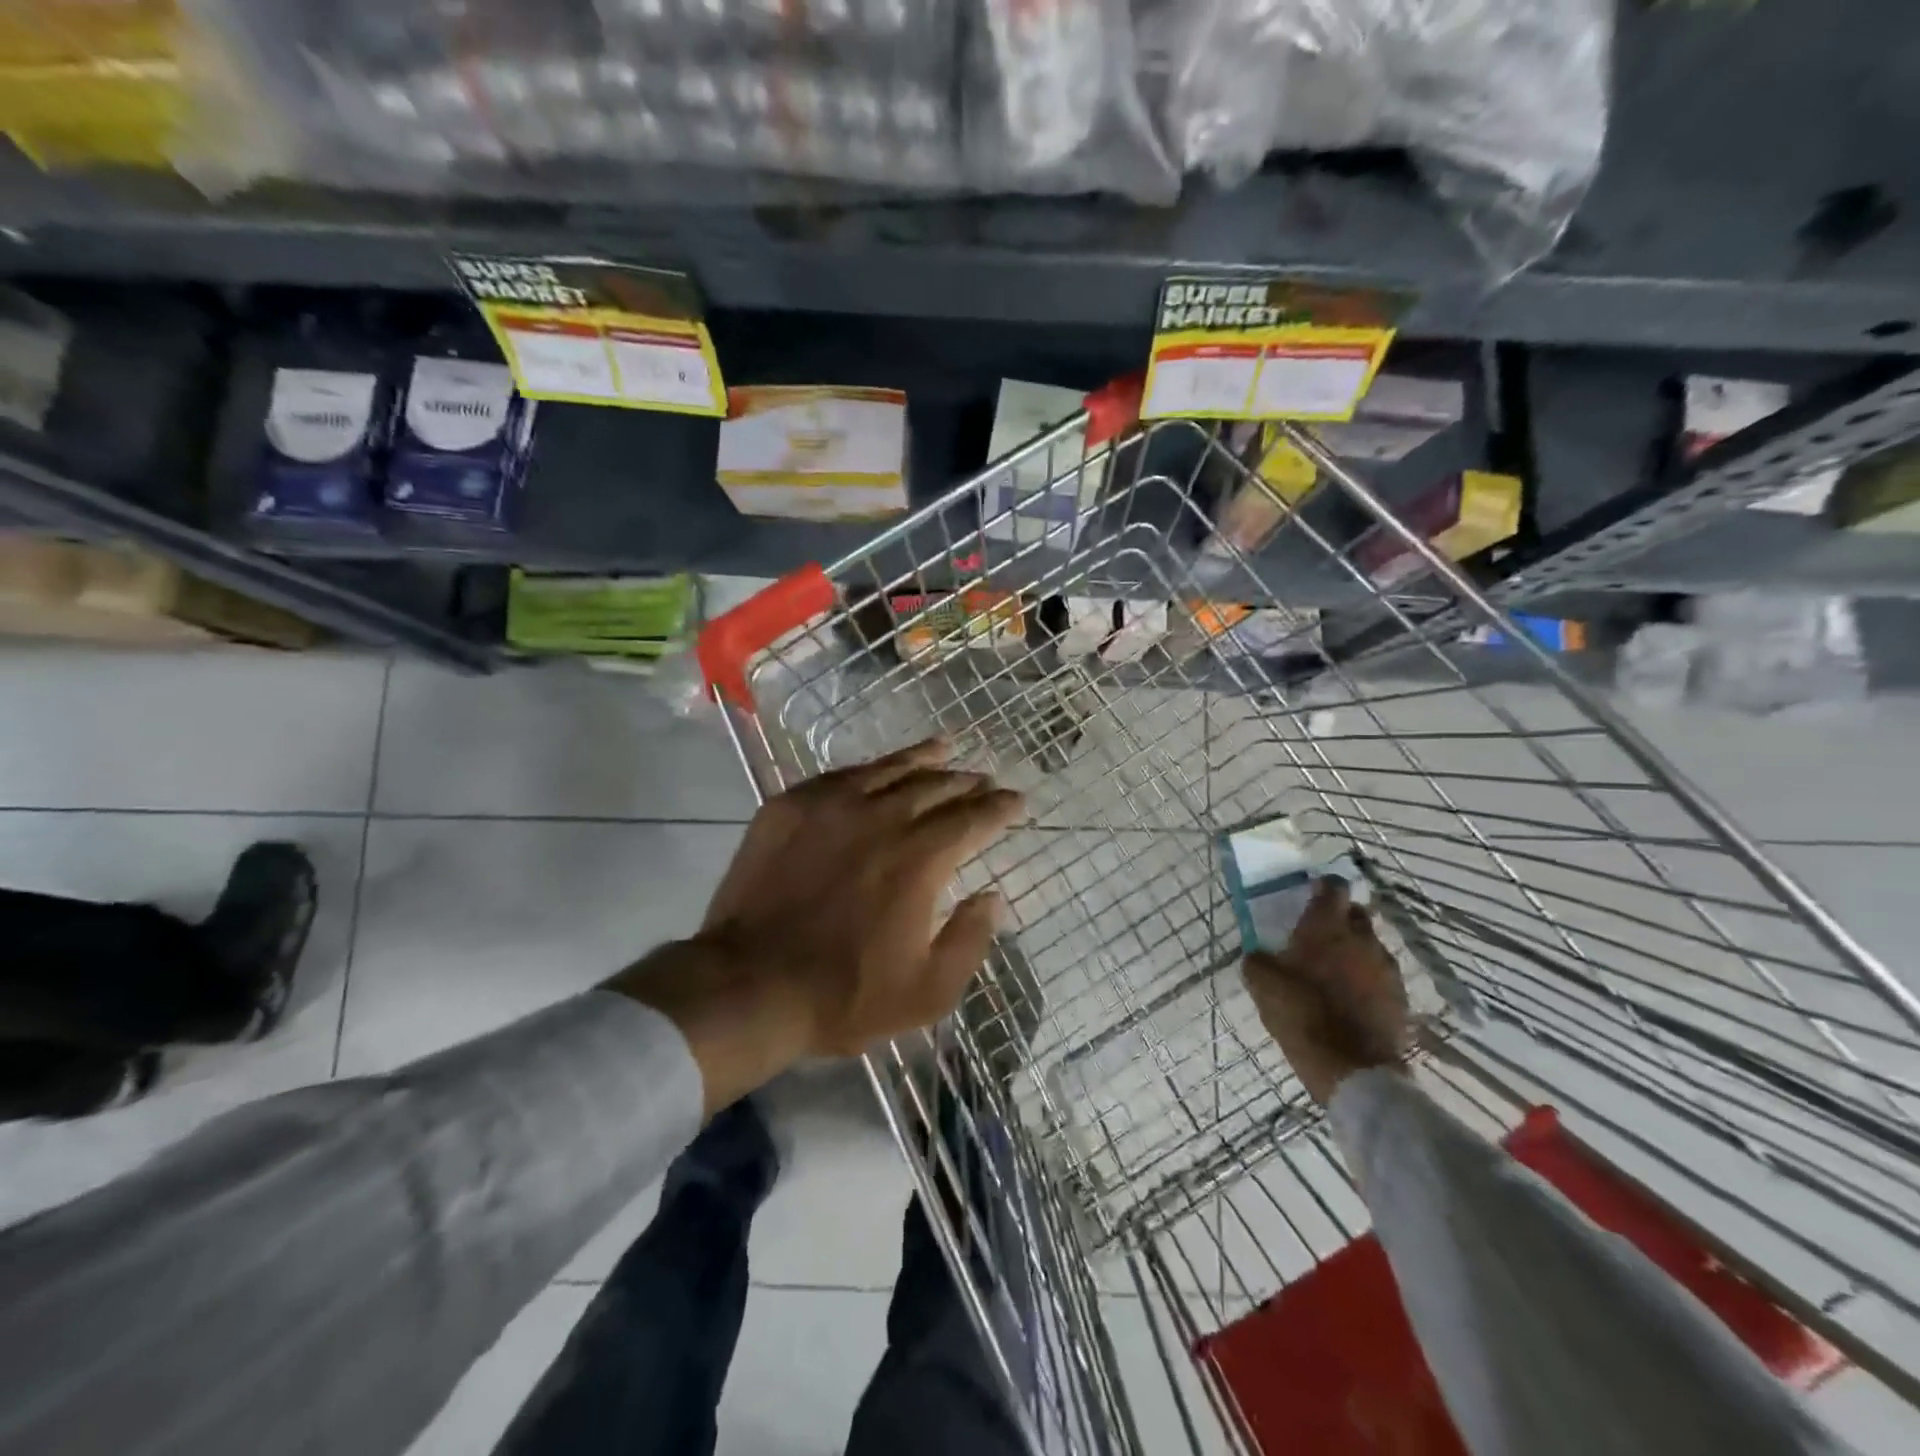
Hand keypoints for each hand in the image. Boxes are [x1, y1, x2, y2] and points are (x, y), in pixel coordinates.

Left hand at [608, 737, 1024, 1113]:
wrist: (747, 985)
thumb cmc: (843, 995)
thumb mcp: (927, 991)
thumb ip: (969, 939)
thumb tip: (993, 897)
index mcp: (920, 858)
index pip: (974, 818)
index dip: (1000, 808)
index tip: (1018, 801)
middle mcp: (882, 817)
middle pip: (936, 786)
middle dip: (967, 782)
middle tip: (984, 780)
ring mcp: (831, 805)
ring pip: (889, 768)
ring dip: (924, 758)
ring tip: (945, 747)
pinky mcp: (790, 806)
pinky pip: (841, 774)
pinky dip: (871, 768)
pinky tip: (878, 768)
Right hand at [1243, 877, 1409, 1106]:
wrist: (1353, 1070)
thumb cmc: (1302, 1015)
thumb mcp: (1262, 985)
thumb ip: (1258, 960)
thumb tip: (1259, 953)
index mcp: (1327, 927)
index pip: (1333, 887)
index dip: (1322, 888)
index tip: (1310, 895)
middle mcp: (1362, 938)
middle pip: (1356, 913)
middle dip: (1340, 918)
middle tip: (1319, 935)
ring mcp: (1386, 968)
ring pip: (1370, 945)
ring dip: (1355, 951)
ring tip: (1335, 970)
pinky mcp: (1400, 997)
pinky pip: (1381, 976)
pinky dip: (1367, 979)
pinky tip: (1351, 998)